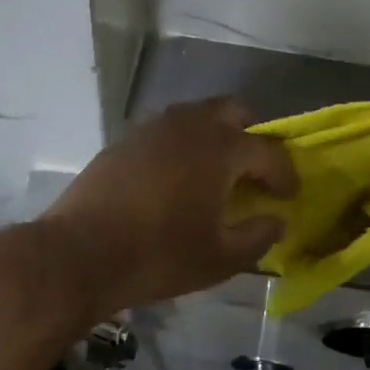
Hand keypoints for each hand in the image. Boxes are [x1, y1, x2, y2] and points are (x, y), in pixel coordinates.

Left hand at [38, 98, 296, 315]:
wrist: (81, 252)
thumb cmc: (160, 255)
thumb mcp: (220, 258)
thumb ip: (258, 236)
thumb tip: (276, 221)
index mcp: (220, 147)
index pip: (267, 151)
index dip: (283, 174)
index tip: (288, 195)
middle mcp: (189, 125)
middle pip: (232, 111)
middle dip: (251, 135)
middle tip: (253, 171)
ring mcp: (152, 128)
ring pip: (196, 116)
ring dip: (214, 136)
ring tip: (215, 174)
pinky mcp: (125, 141)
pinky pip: (166, 131)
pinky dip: (182, 146)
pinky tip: (176, 179)